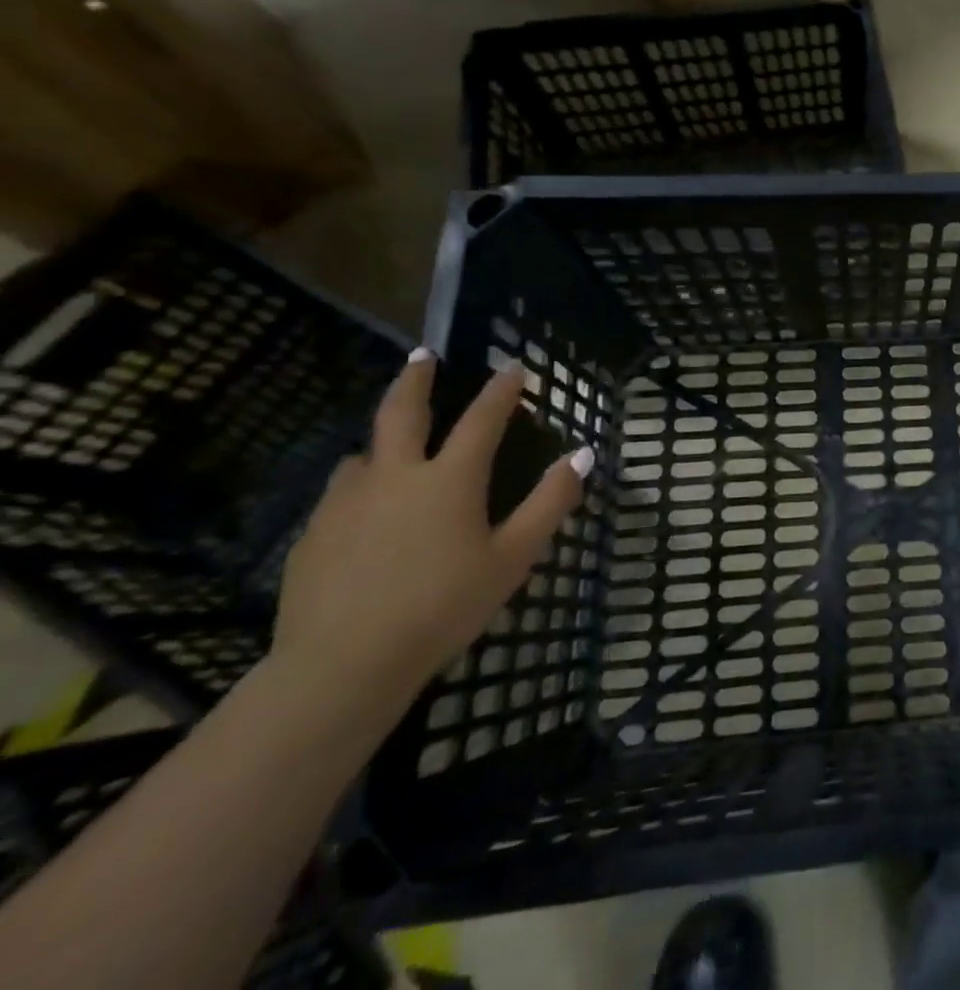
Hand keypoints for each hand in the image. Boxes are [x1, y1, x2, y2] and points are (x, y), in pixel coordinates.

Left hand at [269, 351, 589, 726]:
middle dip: (416, 379)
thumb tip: (584, 454)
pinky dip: (359, 487)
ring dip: (382, 442)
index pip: (482, 419)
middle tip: (423, 356)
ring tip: (390, 448)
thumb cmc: (443, 607)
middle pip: (401, 412)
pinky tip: (364, 514)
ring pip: (363, 455)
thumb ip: (550, 502)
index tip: (513, 368)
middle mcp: (395, 477)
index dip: (501, 391)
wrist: (341, 667)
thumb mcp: (513, 557)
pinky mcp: (312, 536)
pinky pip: (340, 496)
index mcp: (449, 479)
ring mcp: (345, 504)